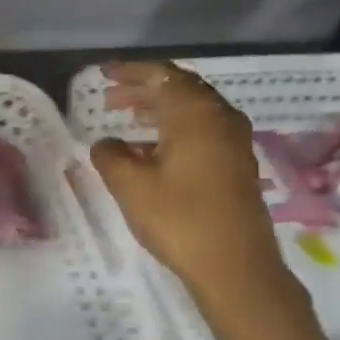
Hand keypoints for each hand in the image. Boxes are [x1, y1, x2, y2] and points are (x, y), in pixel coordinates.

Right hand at [90, 62, 292, 309]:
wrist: (235, 267)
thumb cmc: (179, 219)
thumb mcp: (131, 186)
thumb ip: (111, 156)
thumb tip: (106, 143)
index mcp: (196, 115)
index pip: (162, 76)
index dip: (131, 72)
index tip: (103, 74)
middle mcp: (220, 119)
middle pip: (181, 89)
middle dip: (144, 89)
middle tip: (110, 98)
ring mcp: (233, 143)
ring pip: (193, 111)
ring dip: (159, 109)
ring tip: (128, 118)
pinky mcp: (236, 165)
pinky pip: (202, 131)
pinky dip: (174, 128)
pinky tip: (152, 150)